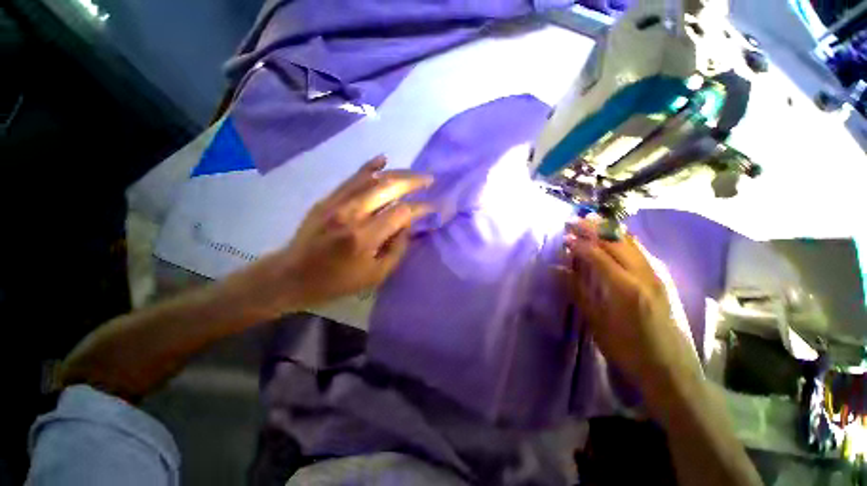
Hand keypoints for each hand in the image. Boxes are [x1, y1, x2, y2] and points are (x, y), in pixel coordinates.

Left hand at [256, 156, 432, 310]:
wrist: (292, 275)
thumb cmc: (337, 281)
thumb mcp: (375, 275)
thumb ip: (397, 249)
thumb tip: (408, 225)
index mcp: (364, 237)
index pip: (401, 213)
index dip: (420, 208)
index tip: (433, 207)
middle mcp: (351, 214)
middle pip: (388, 187)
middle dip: (413, 181)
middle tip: (429, 179)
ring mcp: (337, 203)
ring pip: (372, 178)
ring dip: (397, 173)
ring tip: (414, 174)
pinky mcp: (328, 199)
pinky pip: (352, 178)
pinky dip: (369, 167)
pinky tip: (382, 159)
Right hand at [562, 218, 701, 405]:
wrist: (671, 371)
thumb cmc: (628, 350)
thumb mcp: (597, 323)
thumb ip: (577, 291)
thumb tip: (557, 270)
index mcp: (625, 288)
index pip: (598, 255)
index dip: (579, 243)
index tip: (563, 237)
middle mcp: (644, 275)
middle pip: (617, 242)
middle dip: (593, 228)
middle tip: (574, 221)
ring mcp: (657, 275)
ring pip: (632, 242)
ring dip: (609, 230)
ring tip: (591, 222)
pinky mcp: (662, 280)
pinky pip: (641, 251)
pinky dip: (624, 239)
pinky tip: (614, 239)